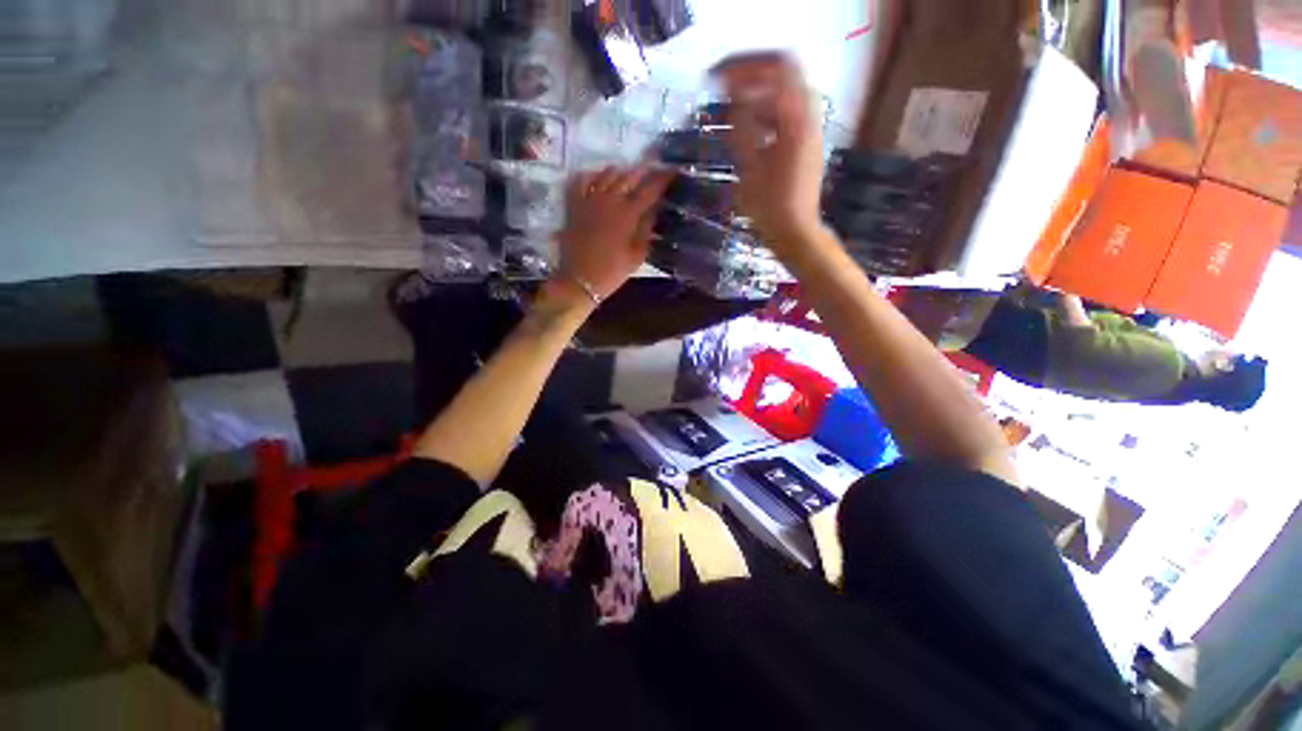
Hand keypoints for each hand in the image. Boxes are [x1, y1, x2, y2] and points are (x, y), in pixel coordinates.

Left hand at [553, 165, 673, 302]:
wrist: (580, 280)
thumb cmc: (612, 271)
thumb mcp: (637, 255)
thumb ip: (646, 230)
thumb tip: (653, 211)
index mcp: (628, 214)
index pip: (649, 190)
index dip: (662, 179)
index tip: (672, 171)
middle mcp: (610, 200)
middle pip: (629, 177)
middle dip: (644, 171)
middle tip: (653, 169)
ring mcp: (590, 199)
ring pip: (608, 174)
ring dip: (622, 172)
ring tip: (630, 174)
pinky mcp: (574, 204)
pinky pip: (583, 180)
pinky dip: (593, 175)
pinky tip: (599, 177)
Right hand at [715, 54, 828, 254]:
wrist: (795, 234)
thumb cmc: (771, 209)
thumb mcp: (750, 170)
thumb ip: (742, 130)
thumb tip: (734, 100)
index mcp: (797, 121)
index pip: (778, 69)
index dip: (746, 66)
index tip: (718, 78)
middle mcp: (809, 118)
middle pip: (784, 76)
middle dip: (752, 77)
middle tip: (724, 89)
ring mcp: (809, 131)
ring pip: (784, 96)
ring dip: (757, 97)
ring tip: (731, 111)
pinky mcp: (805, 144)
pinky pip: (785, 116)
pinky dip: (765, 115)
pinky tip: (747, 131)